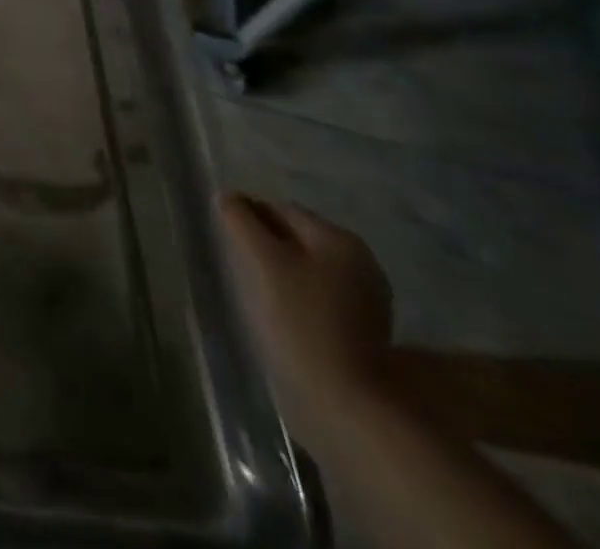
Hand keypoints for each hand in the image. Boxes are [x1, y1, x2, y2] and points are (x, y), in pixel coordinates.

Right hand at [219, 192, 393, 451]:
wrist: (349, 403)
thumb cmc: (300, 320)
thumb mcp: (261, 260)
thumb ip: (241, 220)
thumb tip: (229, 197)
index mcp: (340, 239)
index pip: (281, 209)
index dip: (249, 220)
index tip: (229, 243)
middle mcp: (362, 261)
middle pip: (298, 237)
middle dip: (268, 245)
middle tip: (243, 269)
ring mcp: (370, 298)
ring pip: (310, 267)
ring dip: (284, 272)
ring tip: (262, 295)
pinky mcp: (367, 330)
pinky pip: (322, 295)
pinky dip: (301, 297)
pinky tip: (288, 318)